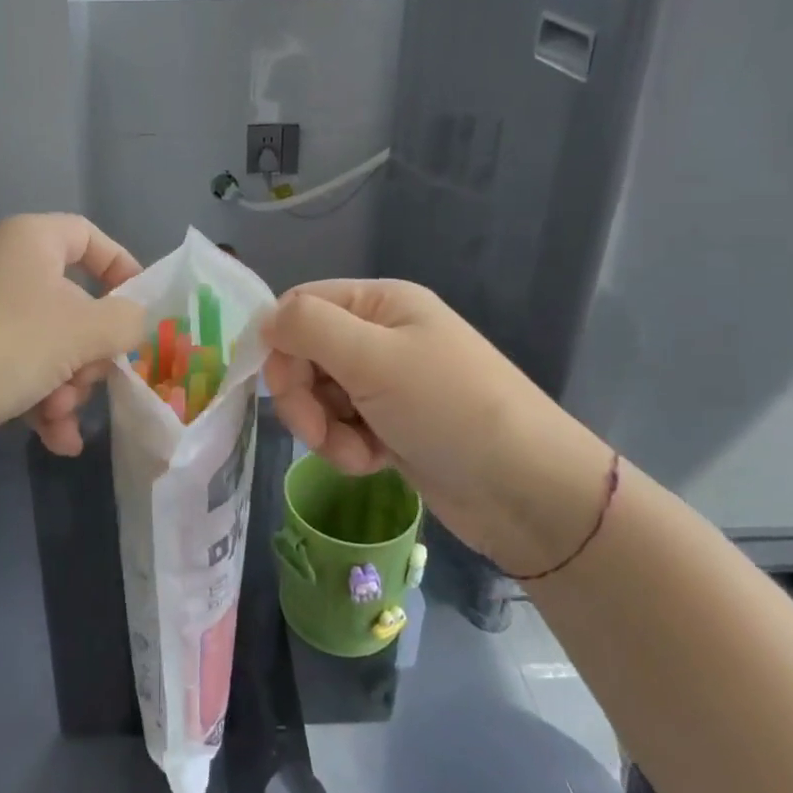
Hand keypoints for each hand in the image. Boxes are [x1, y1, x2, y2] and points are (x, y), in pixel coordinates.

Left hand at [0, 215, 141, 479]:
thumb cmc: (1, 344)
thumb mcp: (82, 329)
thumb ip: (125, 322)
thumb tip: (133, 323)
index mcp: (30, 242)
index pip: (88, 237)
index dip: (122, 268)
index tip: (141, 310)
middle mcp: (4, 271)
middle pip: (73, 303)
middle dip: (91, 351)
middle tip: (91, 379)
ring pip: (49, 348)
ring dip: (68, 387)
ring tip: (60, 418)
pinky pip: (20, 376)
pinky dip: (41, 405)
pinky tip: (56, 441)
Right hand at [261, 280, 613, 571]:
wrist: (528, 491)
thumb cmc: (449, 409)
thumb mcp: (374, 358)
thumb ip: (310, 328)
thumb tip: (265, 321)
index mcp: (380, 302)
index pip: (302, 306)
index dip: (281, 344)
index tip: (281, 388)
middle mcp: (381, 335)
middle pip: (306, 354)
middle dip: (303, 396)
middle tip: (317, 431)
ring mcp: (388, 382)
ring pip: (321, 396)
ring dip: (325, 428)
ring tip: (357, 452)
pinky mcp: (393, 425)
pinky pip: (344, 427)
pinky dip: (348, 447)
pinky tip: (374, 462)